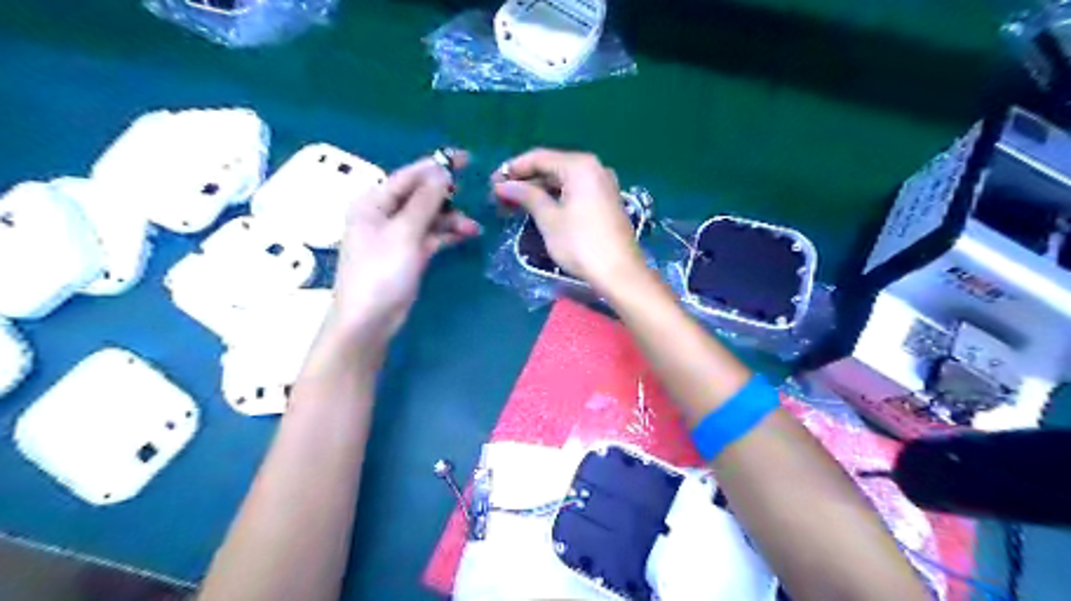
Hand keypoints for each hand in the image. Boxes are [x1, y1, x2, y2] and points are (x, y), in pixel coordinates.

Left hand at [324, 151, 478, 351]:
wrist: (370, 319)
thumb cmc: (381, 272)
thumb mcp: (404, 233)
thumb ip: (425, 201)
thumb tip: (442, 172)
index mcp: (374, 202)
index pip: (409, 176)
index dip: (436, 165)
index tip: (465, 159)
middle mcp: (384, 214)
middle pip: (420, 195)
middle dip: (447, 196)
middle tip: (475, 193)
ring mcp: (397, 235)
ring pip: (429, 217)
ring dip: (451, 219)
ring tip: (474, 227)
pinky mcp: (409, 254)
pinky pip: (431, 236)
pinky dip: (448, 234)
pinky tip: (467, 235)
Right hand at [491, 148, 643, 290]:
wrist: (619, 272)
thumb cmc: (581, 244)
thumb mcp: (549, 219)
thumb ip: (527, 196)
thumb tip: (503, 185)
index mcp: (580, 165)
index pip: (539, 157)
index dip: (512, 169)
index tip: (492, 184)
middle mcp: (594, 168)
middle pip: (552, 167)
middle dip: (525, 181)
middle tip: (500, 198)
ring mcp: (603, 185)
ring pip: (563, 181)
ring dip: (538, 191)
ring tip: (514, 206)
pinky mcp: (606, 201)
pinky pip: (574, 192)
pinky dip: (555, 198)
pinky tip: (538, 210)